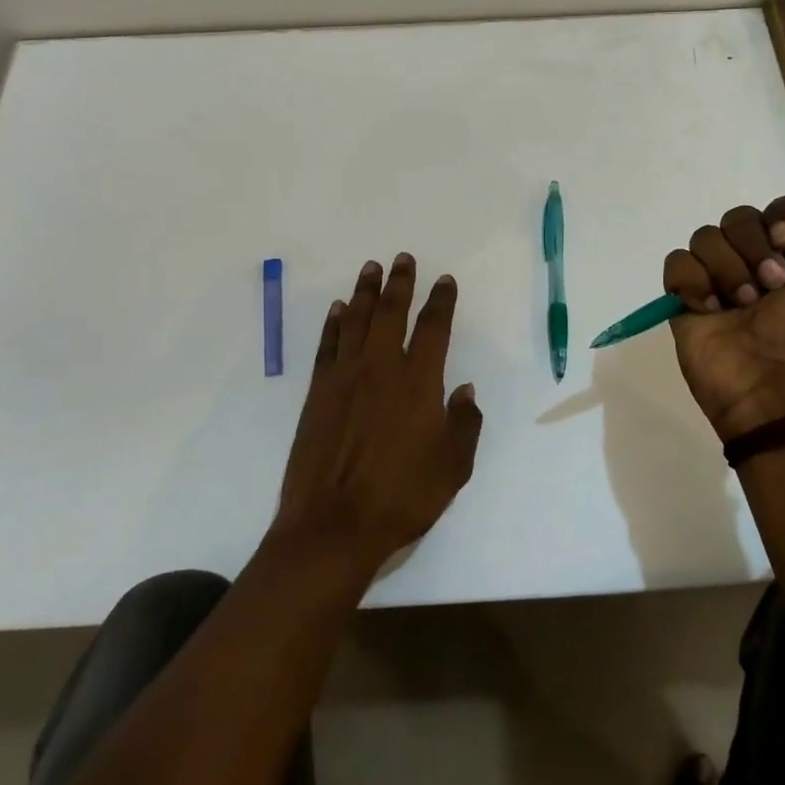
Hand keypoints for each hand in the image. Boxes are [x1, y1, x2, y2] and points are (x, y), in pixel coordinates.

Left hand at [272, 254, 483, 575]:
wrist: (333, 525)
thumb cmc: (401, 497)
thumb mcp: (453, 467)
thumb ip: (464, 424)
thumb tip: (465, 391)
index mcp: (419, 382)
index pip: (434, 328)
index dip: (441, 301)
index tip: (444, 281)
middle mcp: (382, 368)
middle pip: (391, 312)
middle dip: (399, 282)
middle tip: (402, 258)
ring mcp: (346, 377)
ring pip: (357, 321)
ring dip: (365, 292)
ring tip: (370, 268)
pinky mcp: (319, 392)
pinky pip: (328, 345)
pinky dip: (334, 324)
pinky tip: (339, 310)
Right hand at [663, 198, 784, 440]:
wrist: (776, 389)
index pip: (783, 207)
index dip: (783, 215)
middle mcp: (754, 260)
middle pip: (739, 217)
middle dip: (753, 247)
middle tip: (770, 286)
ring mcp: (717, 277)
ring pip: (706, 236)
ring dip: (727, 269)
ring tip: (741, 306)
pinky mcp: (685, 296)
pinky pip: (677, 263)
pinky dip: (693, 282)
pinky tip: (710, 309)